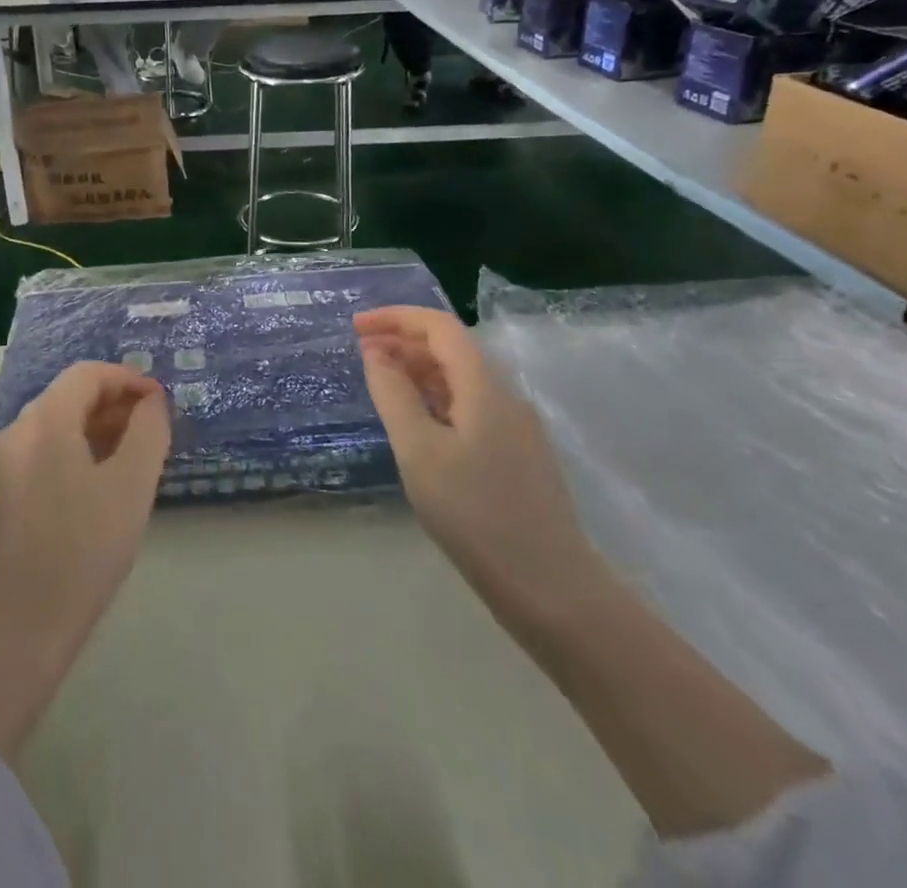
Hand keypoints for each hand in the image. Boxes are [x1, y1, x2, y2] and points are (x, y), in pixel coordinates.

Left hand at [0, 362, 169, 761]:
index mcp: (42, 422)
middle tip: (153, 428)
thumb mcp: (130, 487)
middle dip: (114, 404)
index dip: (127, 379)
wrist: (18, 631)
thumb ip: (148, 432)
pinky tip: (101, 482)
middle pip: (68, 396)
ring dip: (96, 428)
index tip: (161, 402)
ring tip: (134, 454)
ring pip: (55, 425)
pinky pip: (43, 452)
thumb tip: (151, 403)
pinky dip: (76, 450)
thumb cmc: (81, 551)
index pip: (87, 375)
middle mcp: (14, 432)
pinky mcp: (1, 494)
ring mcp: (2, 464)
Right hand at [354, 307, 602, 628]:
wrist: (551, 590)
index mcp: (484, 387)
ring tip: (381, 383)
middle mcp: (505, 397)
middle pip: (451, 350)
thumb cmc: (476, 515)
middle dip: (403, 342)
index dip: (395, 318)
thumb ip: (393, 394)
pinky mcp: (516, 456)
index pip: (439, 327)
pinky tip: (416, 423)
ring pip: (461, 380)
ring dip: (418, 371)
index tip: (355, 327)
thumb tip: (375, 352)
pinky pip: (470, 408)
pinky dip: (435, 400)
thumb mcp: (419, 451)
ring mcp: (515, 428)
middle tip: (360, 355)